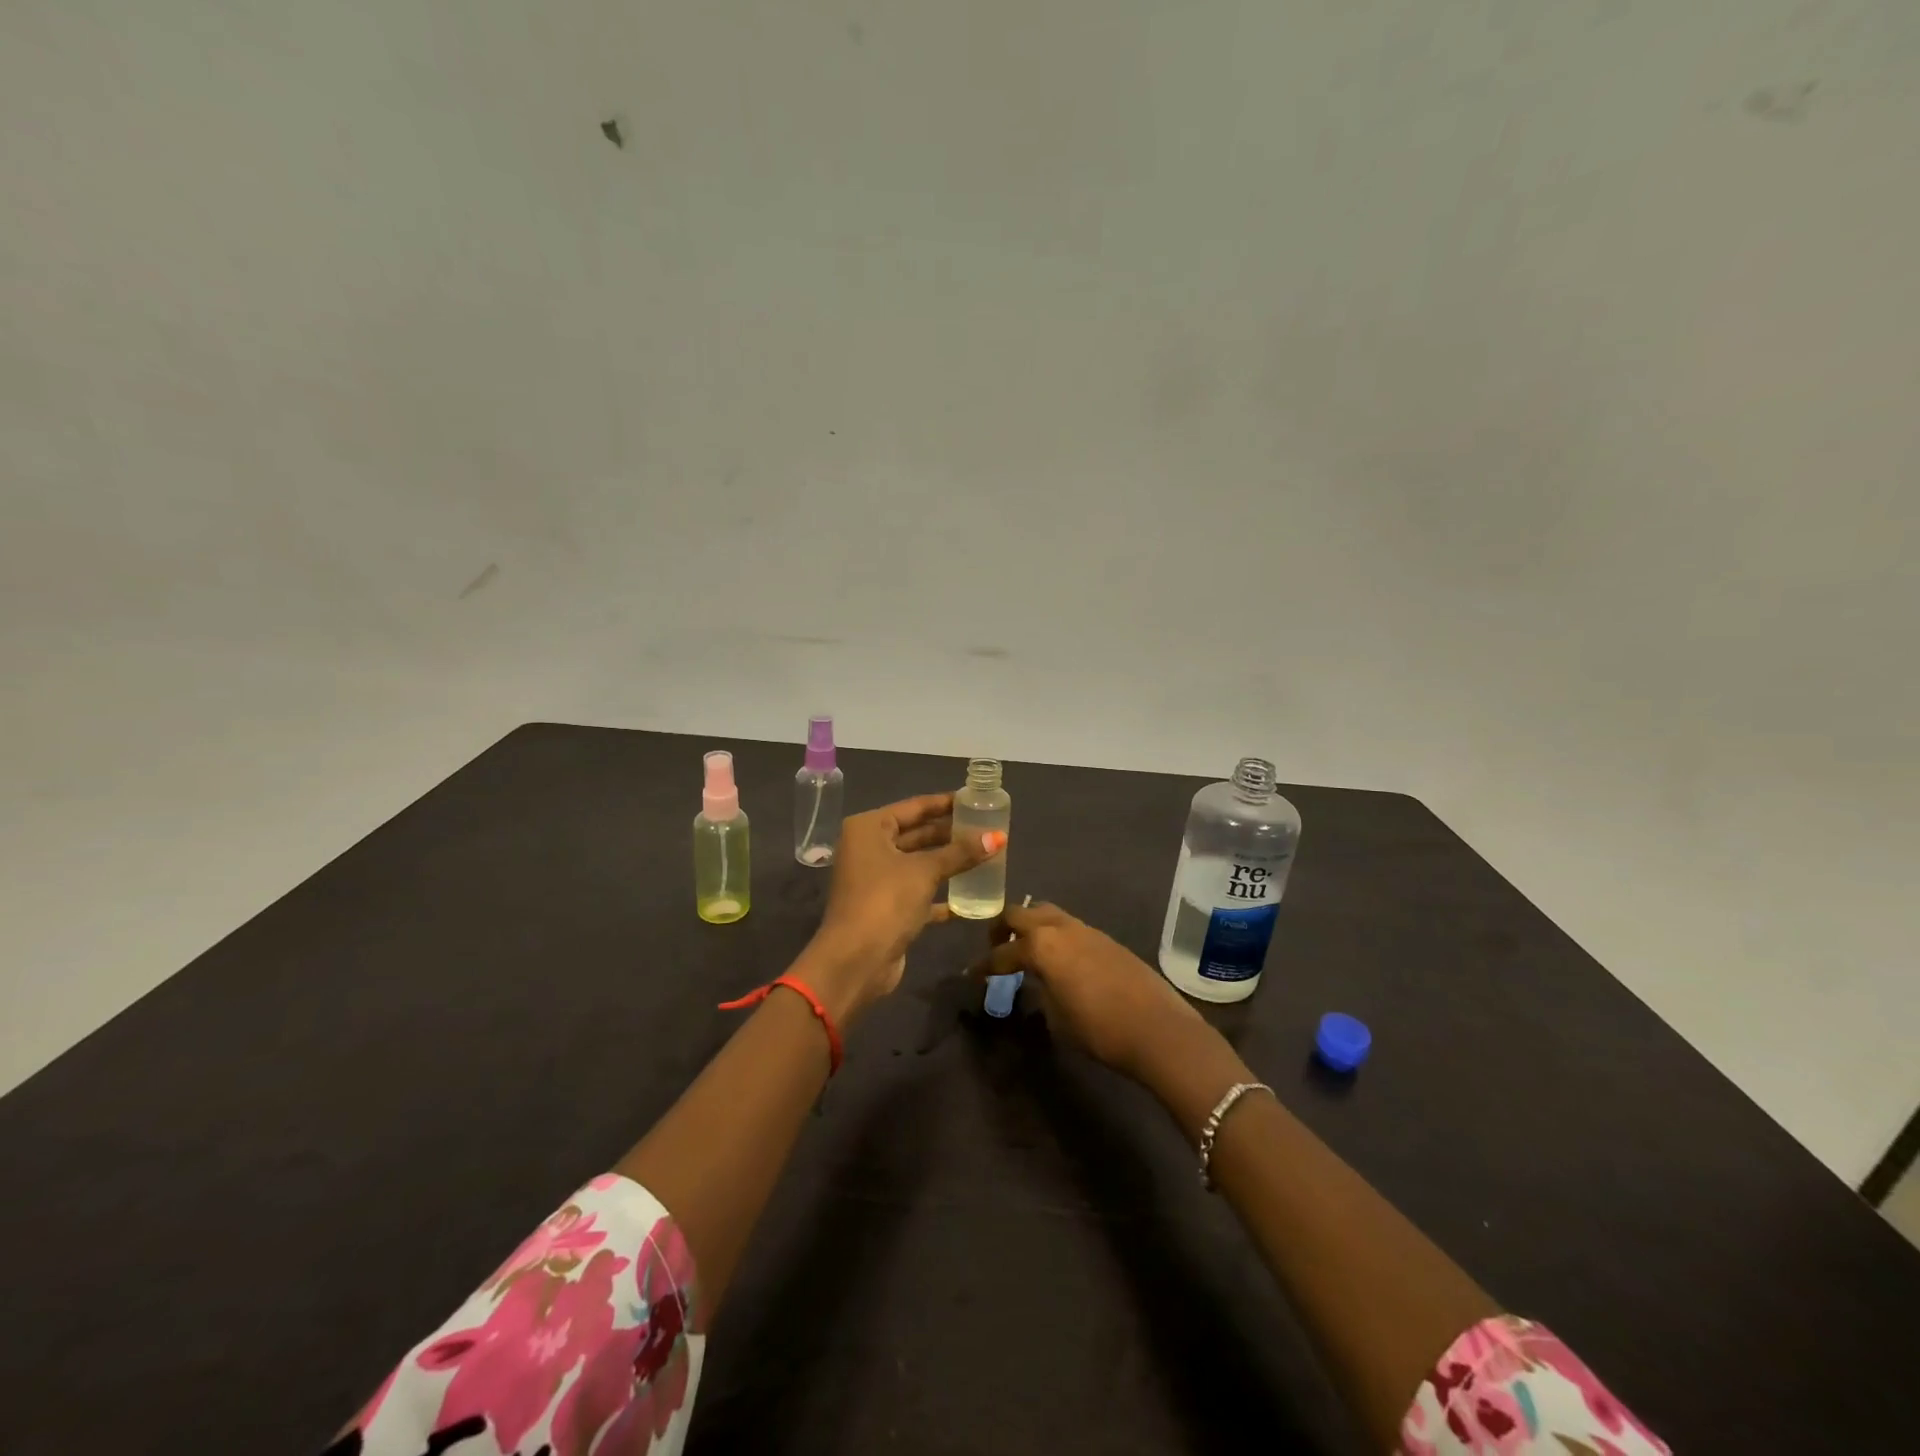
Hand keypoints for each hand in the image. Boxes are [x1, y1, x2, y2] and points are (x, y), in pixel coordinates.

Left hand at [799, 793, 1004, 1021]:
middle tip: (986, 828)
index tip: (976, 800)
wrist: (856, 961)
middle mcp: (869, 849)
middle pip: (916, 834)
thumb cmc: (885, 901)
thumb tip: (998, 836)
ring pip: (918, 863)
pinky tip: (970, 895)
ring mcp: (876, 879)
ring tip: (985, 855)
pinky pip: (918, 892)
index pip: (914, 807)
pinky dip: (940, 892)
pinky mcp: (886, 907)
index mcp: (868, 828)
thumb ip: (960, 853)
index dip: (945, 803)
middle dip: (950, 833)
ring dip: (948, 862)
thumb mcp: (925, 871)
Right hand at [971, 901, 1205, 1079]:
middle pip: (1020, 914)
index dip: (984, 965)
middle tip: (997, 948)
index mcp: (1041, 945)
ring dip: (1032, 928)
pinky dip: (1056, 936)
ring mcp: (1086, 929)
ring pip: (1047, 914)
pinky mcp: (1107, 939)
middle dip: (1003, 929)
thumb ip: (1039, 993)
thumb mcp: (1056, 1018)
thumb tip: (1037, 985)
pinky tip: (1060, 960)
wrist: (1158, 1029)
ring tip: (1027, 951)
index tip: (971, 975)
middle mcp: (1060, 928)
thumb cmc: (1099, 1029)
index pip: (1002, 953)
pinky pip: (1070, 928)